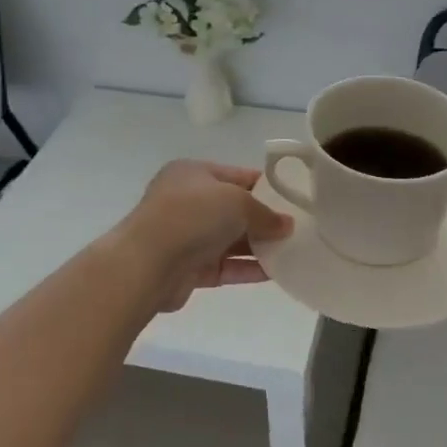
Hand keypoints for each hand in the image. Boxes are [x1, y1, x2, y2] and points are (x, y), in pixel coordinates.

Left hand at [116, 161, 291, 313]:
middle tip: (299, 228)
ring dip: (260, 246)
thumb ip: (266, 213)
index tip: (295, 199)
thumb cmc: (192, 215)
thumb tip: (287, 225)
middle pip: (234, 209)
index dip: (267, 186)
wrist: (147, 264)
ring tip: (294, 251)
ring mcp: (187, 236)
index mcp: (193, 173)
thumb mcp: (237, 201)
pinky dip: (248, 268)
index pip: (237, 176)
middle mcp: (188, 202)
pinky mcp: (189, 269)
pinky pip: (226, 266)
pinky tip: (277, 273)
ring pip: (231, 240)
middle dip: (265, 219)